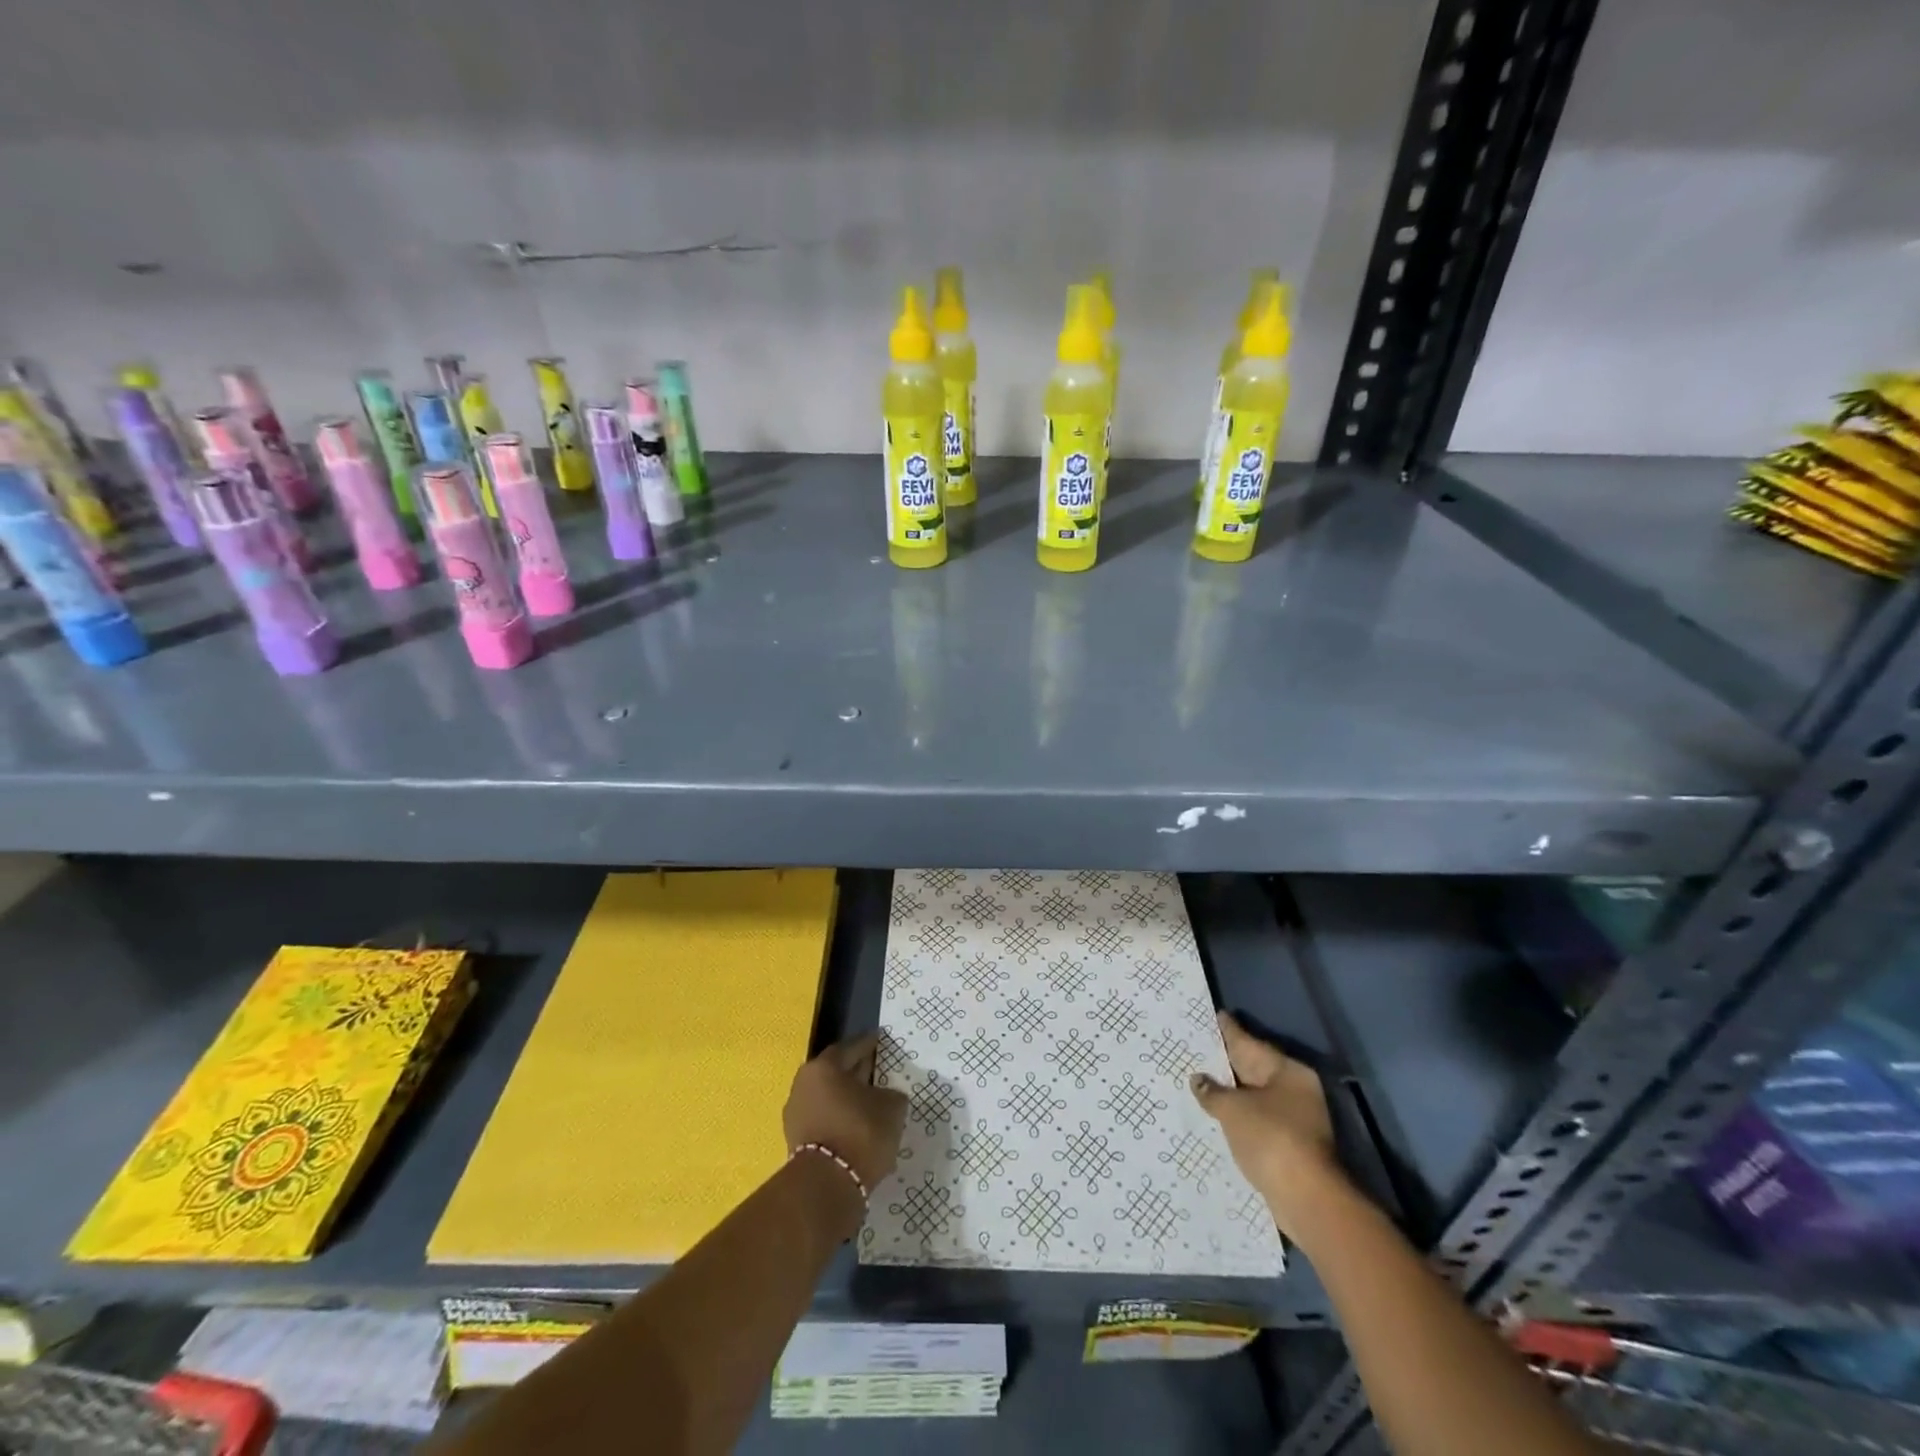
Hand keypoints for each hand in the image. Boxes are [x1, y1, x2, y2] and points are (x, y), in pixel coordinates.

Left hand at [783, 1033, 908, 1192]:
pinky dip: (840, 1120)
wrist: (825, 1187)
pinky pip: (824, 1121)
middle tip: (877, 1072)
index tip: (881, 1042)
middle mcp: (803, 1085)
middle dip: (856, 1072)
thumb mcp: (891, 1107)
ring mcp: (796, 1115)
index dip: (868, 1044)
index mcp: (823, 1067)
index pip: (850, 1048)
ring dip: (847, 1099)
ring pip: (828, 1098)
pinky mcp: (796, 1143)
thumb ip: (891, 1094)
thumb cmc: (860, 1133)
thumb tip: (887, 1096)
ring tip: (870, 1104)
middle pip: (835, 1072)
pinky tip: (858, 1128)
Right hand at [1191, 1012, 1347, 1238]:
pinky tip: (1216, 1114)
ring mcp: (1295, 1118)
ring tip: (1199, 1080)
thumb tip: (1199, 1080)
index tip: (1213, 1015)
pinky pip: (1256, 1119)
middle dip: (1226, 1061)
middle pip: (1253, 1068)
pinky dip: (1238, 1116)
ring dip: (1230, 1091)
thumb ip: (1213, 1092)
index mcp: (1287, 1071)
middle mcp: (1295, 1089)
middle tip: (1197, 1046)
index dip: (1228, 1030)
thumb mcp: (1233, 1109)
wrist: (1307, 1199)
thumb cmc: (1271, 1139)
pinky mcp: (1289, 1145)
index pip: (1249, 1042)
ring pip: (1254, 1095)